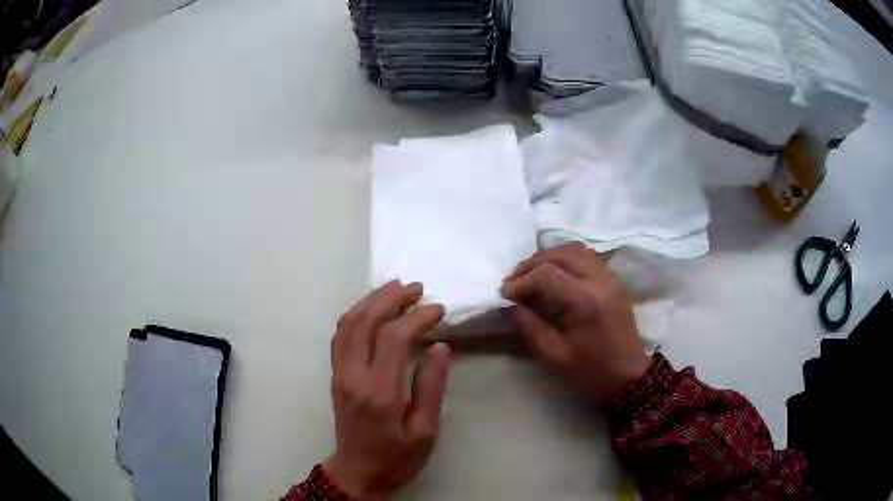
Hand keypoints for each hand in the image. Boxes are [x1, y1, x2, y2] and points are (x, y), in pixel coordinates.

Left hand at [324, 281, 450, 499]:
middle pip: (364, 322)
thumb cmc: (396, 458)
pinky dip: (356, 314)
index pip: (393, 339)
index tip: (438, 309)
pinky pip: (340, 335)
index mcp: (379, 393)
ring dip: (371, 300)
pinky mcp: (335, 375)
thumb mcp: (424, 432)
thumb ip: (431, 389)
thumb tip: (439, 348)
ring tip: (395, 288)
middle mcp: (353, 377)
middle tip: (416, 288)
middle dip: (390, 298)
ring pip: (347, 324)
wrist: (357, 473)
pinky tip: (373, 309)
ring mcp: (339, 374)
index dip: (416, 317)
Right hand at [501, 243, 651, 405]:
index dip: (521, 281)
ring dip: (549, 257)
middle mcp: (601, 280)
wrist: (629, 376)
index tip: (505, 294)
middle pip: (560, 254)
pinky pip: (588, 257)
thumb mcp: (554, 356)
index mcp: (586, 301)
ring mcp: (611, 277)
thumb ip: (530, 326)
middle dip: (532, 264)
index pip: (546, 274)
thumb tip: (511, 305)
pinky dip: (566, 259)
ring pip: (575, 249)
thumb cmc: (591, 372)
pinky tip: (555, 275)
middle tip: (514, 281)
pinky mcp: (615, 280)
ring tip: (532, 274)